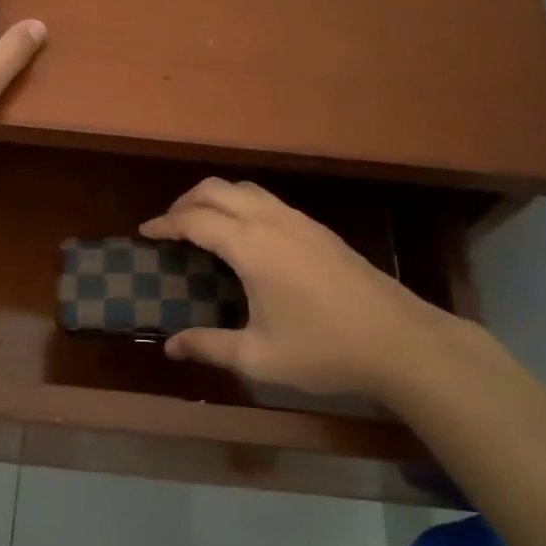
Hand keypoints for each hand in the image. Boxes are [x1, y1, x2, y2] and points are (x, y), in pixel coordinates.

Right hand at [140, 179, 496, 408]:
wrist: (401, 341)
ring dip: (214, 199)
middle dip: (185, 201)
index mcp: (251, 246)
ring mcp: (299, 221)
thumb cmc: (324, 349)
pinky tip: (243, 237)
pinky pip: (267, 201)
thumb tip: (170, 347)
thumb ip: (209, 346)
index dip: (165, 224)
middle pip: (216, 189)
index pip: (195, 220)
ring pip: (245, 189)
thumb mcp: (259, 356)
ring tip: (200, 225)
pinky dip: (240, 205)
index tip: (144, 233)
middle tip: (168, 227)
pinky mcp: (318, 229)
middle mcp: (271, 221)